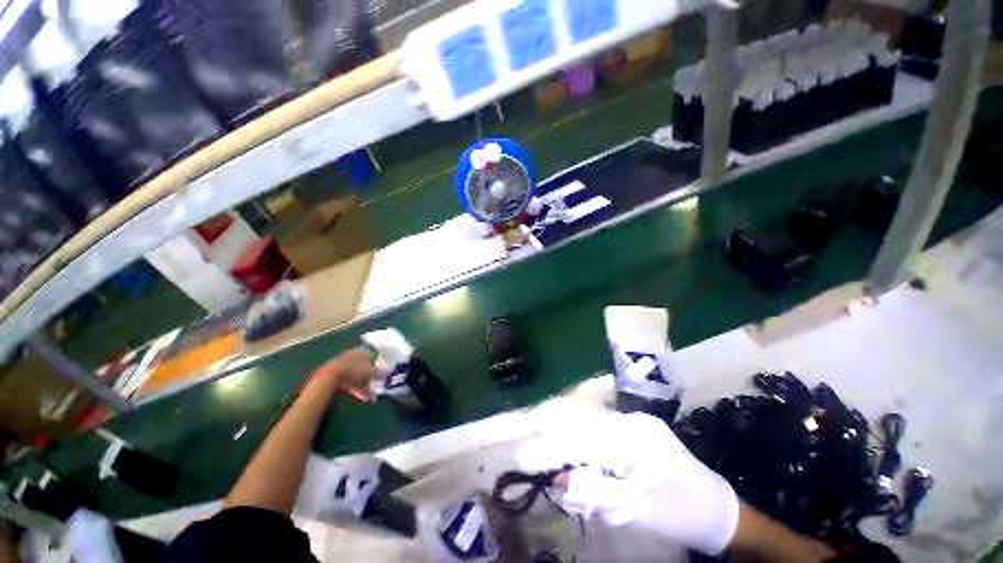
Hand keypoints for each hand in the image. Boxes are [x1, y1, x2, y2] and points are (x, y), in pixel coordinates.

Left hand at [309, 348, 378, 401]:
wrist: (330, 377)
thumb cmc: (354, 370)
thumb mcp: (371, 372)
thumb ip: (381, 372)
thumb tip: (390, 371)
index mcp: (363, 351)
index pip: (374, 355)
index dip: (379, 364)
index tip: (383, 373)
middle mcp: (354, 355)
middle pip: (366, 366)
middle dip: (371, 378)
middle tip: (377, 386)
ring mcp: (344, 365)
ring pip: (358, 375)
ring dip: (364, 385)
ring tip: (369, 397)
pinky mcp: (337, 375)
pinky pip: (350, 381)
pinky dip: (356, 388)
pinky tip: (361, 397)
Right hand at [519, 408, 739, 555]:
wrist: (720, 512)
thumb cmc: (680, 513)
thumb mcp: (636, 510)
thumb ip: (595, 493)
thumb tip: (560, 478)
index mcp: (633, 434)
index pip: (583, 431)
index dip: (559, 444)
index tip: (538, 458)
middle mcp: (634, 420)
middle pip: (588, 425)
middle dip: (568, 446)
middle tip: (558, 469)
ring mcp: (639, 423)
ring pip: (597, 429)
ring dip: (582, 448)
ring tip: (574, 470)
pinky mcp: (642, 432)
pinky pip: (608, 434)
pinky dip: (596, 449)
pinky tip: (595, 466)